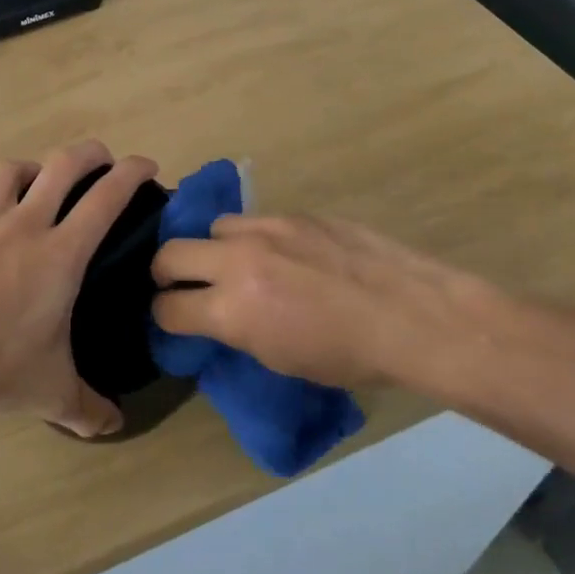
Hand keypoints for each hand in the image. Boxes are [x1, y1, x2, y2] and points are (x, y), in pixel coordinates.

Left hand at [0, 141, 158, 437]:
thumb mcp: (50, 392)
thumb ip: (86, 409)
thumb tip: (113, 427)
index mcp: (61, 252)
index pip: (106, 197)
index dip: (132, 173)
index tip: (147, 166)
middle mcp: (25, 225)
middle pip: (62, 164)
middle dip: (90, 153)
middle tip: (103, 160)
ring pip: (11, 171)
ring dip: (33, 169)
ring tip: (40, 184)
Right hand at [150, 214, 512, 394]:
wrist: (411, 316)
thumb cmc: (349, 356)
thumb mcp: (279, 359)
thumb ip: (236, 330)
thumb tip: (216, 317)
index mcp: (233, 309)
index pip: (168, 307)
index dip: (163, 316)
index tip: (171, 319)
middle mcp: (238, 260)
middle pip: (170, 253)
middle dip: (165, 272)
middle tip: (180, 285)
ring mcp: (267, 229)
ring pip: (213, 228)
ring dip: (214, 249)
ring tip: (237, 264)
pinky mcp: (295, 214)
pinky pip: (255, 220)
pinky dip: (254, 238)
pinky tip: (281, 255)